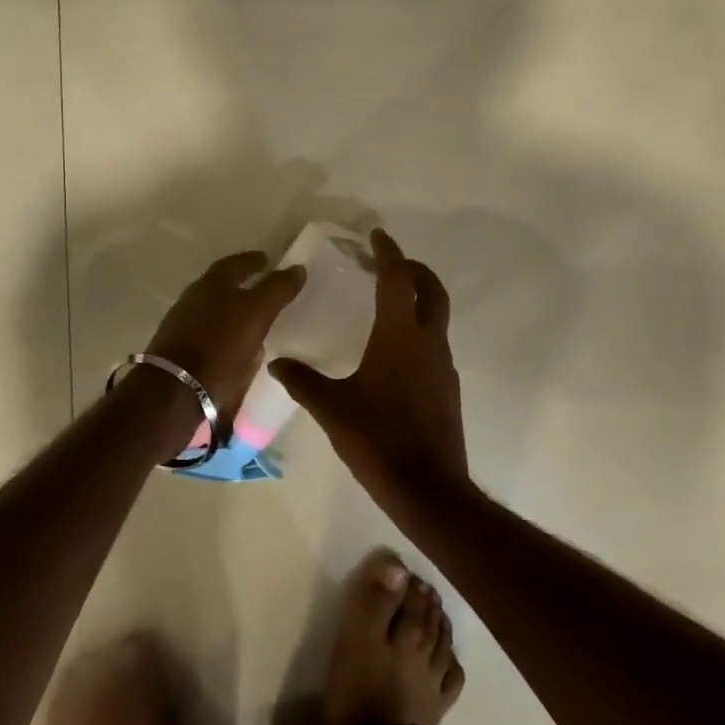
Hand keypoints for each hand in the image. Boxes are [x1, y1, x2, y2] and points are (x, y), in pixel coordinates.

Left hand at [146, 251, 306, 423]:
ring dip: (232, 310)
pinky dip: (223, 332)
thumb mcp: (257, 314)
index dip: (253, 260)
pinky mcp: (177, 349)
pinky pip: (207, 332)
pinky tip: (234, 346)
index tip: (268, 261)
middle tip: (263, 289)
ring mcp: (182, 323)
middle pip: (221, 284)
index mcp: (213, 283)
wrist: (174, 390)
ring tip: (253, 320)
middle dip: (242, 284)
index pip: (236, 262)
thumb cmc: (220, 346)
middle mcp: (194, 297)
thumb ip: (277, 289)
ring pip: (213, 309)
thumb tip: (297, 268)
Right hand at [270, 229, 469, 506]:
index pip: (397, 279)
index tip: (376, 236)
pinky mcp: (447, 386)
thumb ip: (303, 381)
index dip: (387, 253)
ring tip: (386, 301)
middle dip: (412, 269)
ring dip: (417, 298)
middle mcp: (427, 342)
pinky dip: (418, 327)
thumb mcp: (332, 408)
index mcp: (400, 336)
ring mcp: (442, 364)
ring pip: (436, 315)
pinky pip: (434, 341)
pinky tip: (393, 348)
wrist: (427, 488)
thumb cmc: (378, 440)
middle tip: (387, 262)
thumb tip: (277, 362)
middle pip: (430, 290)